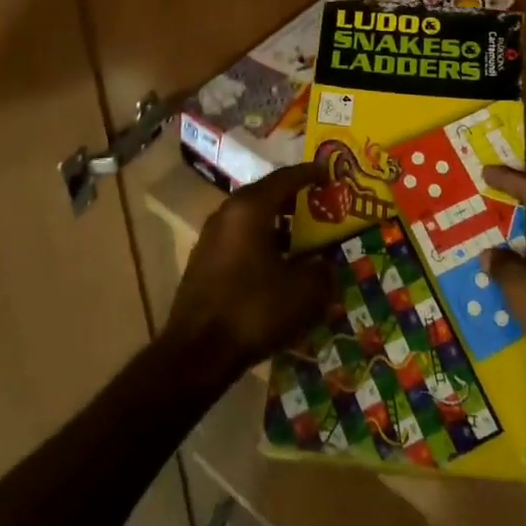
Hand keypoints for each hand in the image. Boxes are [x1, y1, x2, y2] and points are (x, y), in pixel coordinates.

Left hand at [163, 163, 332, 378]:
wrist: (197, 353)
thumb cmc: (254, 310)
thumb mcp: (304, 292)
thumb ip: (322, 271)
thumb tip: (325, 265)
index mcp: (250, 208)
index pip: (285, 178)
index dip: (310, 173)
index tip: (329, 172)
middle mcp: (227, 213)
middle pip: (265, 194)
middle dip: (293, 198)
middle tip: (319, 202)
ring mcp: (211, 237)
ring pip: (250, 218)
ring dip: (276, 222)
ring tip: (302, 235)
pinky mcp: (204, 262)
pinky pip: (239, 239)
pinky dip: (261, 241)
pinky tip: (277, 263)